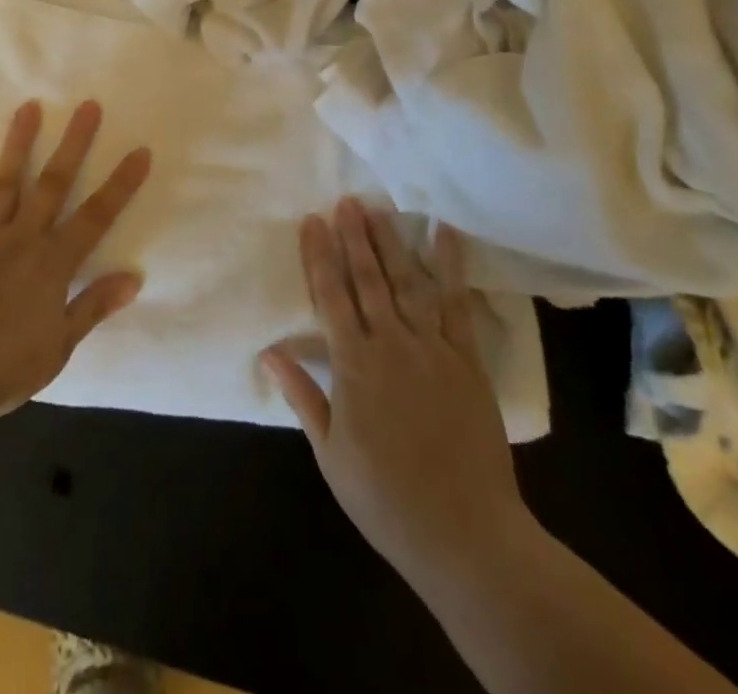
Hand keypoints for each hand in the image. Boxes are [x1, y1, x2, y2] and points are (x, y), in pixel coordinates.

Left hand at [0, 100, 150, 420]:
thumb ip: (92, 306)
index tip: (140, 151)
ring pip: (6, 184)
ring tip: (28, 107)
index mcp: (53, 263)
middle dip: (74, 144)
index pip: (97, 216)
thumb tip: (133, 278)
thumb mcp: (59, 346)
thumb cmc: (4, 366)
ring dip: (18, 145)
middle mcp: (22, 238)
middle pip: (53, 184)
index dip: (121, 184)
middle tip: (87, 106)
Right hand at [262, 199, 530, 590]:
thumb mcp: (331, 454)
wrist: (465, 535)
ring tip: (378, 209)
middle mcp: (392, 344)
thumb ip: (303, 396)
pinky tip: (445, 235)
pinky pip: (457, 304)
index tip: (311, 221)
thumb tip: (269, 351)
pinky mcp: (467, 360)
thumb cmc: (386, 498)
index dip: (319, 255)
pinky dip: (451, 267)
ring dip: (391, 242)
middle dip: (354, 237)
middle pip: (368, 279)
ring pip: (408, 282)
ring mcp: (433, 348)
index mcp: (354, 366)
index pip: (330, 296)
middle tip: (346, 201)